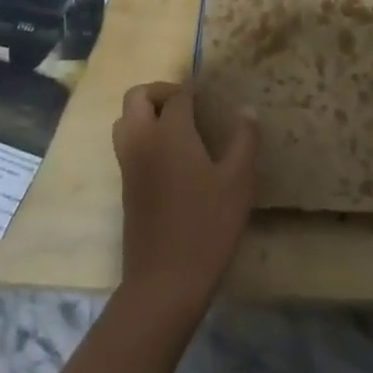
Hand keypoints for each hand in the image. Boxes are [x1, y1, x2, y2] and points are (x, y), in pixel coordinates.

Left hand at [112, 82, 258, 321]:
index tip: (210, 95)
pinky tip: (169, 155)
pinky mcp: (125, 185)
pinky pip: (125, 143)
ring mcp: (128, 164)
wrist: (165, 281)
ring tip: (176, 126)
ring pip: (124, 119)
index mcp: (170, 133)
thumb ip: (244, 140)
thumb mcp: (238, 181)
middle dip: (161, 91)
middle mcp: (142, 140)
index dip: (194, 91)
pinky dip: (141, 134)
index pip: (178, 96)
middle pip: (138, 97)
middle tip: (187, 104)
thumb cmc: (207, 226)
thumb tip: (247, 110)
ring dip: (145, 112)